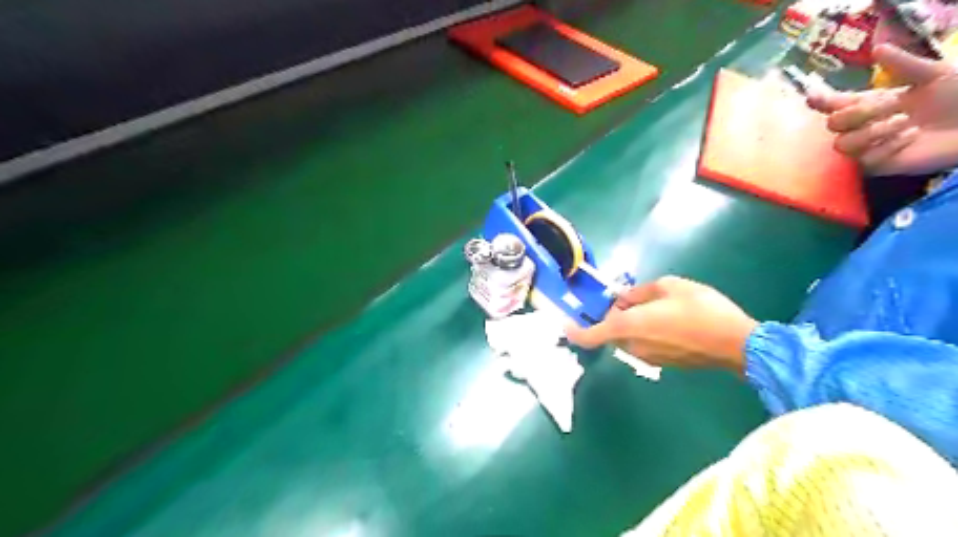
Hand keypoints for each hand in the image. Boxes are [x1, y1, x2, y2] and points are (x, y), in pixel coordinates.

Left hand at [563, 277, 756, 373]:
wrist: (737, 343)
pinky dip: (644, 332)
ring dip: (631, 323)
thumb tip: (625, 298)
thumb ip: (640, 292)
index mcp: (629, 327)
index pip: (591, 335)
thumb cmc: (702, 309)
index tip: (565, 324)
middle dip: (615, 315)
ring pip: (628, 337)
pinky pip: (643, 344)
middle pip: (611, 330)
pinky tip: (669, 321)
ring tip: (656, 306)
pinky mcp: (662, 363)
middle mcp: (633, 346)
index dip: (574, 331)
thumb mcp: (670, 286)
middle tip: (632, 297)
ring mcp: (648, 358)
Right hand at [806, 43, 957, 173]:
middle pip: (833, 124)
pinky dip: (889, 146)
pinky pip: (866, 160)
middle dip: (858, 113)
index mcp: (869, 104)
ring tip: (905, 122)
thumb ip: (905, 64)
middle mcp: (862, 127)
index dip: (820, 101)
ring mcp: (867, 148)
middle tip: (892, 103)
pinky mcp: (877, 166)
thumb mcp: (935, 75)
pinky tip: (911, 136)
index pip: (834, 104)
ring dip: (873, 131)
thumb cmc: (957, 97)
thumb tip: (877, 49)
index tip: (814, 97)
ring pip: (843, 144)